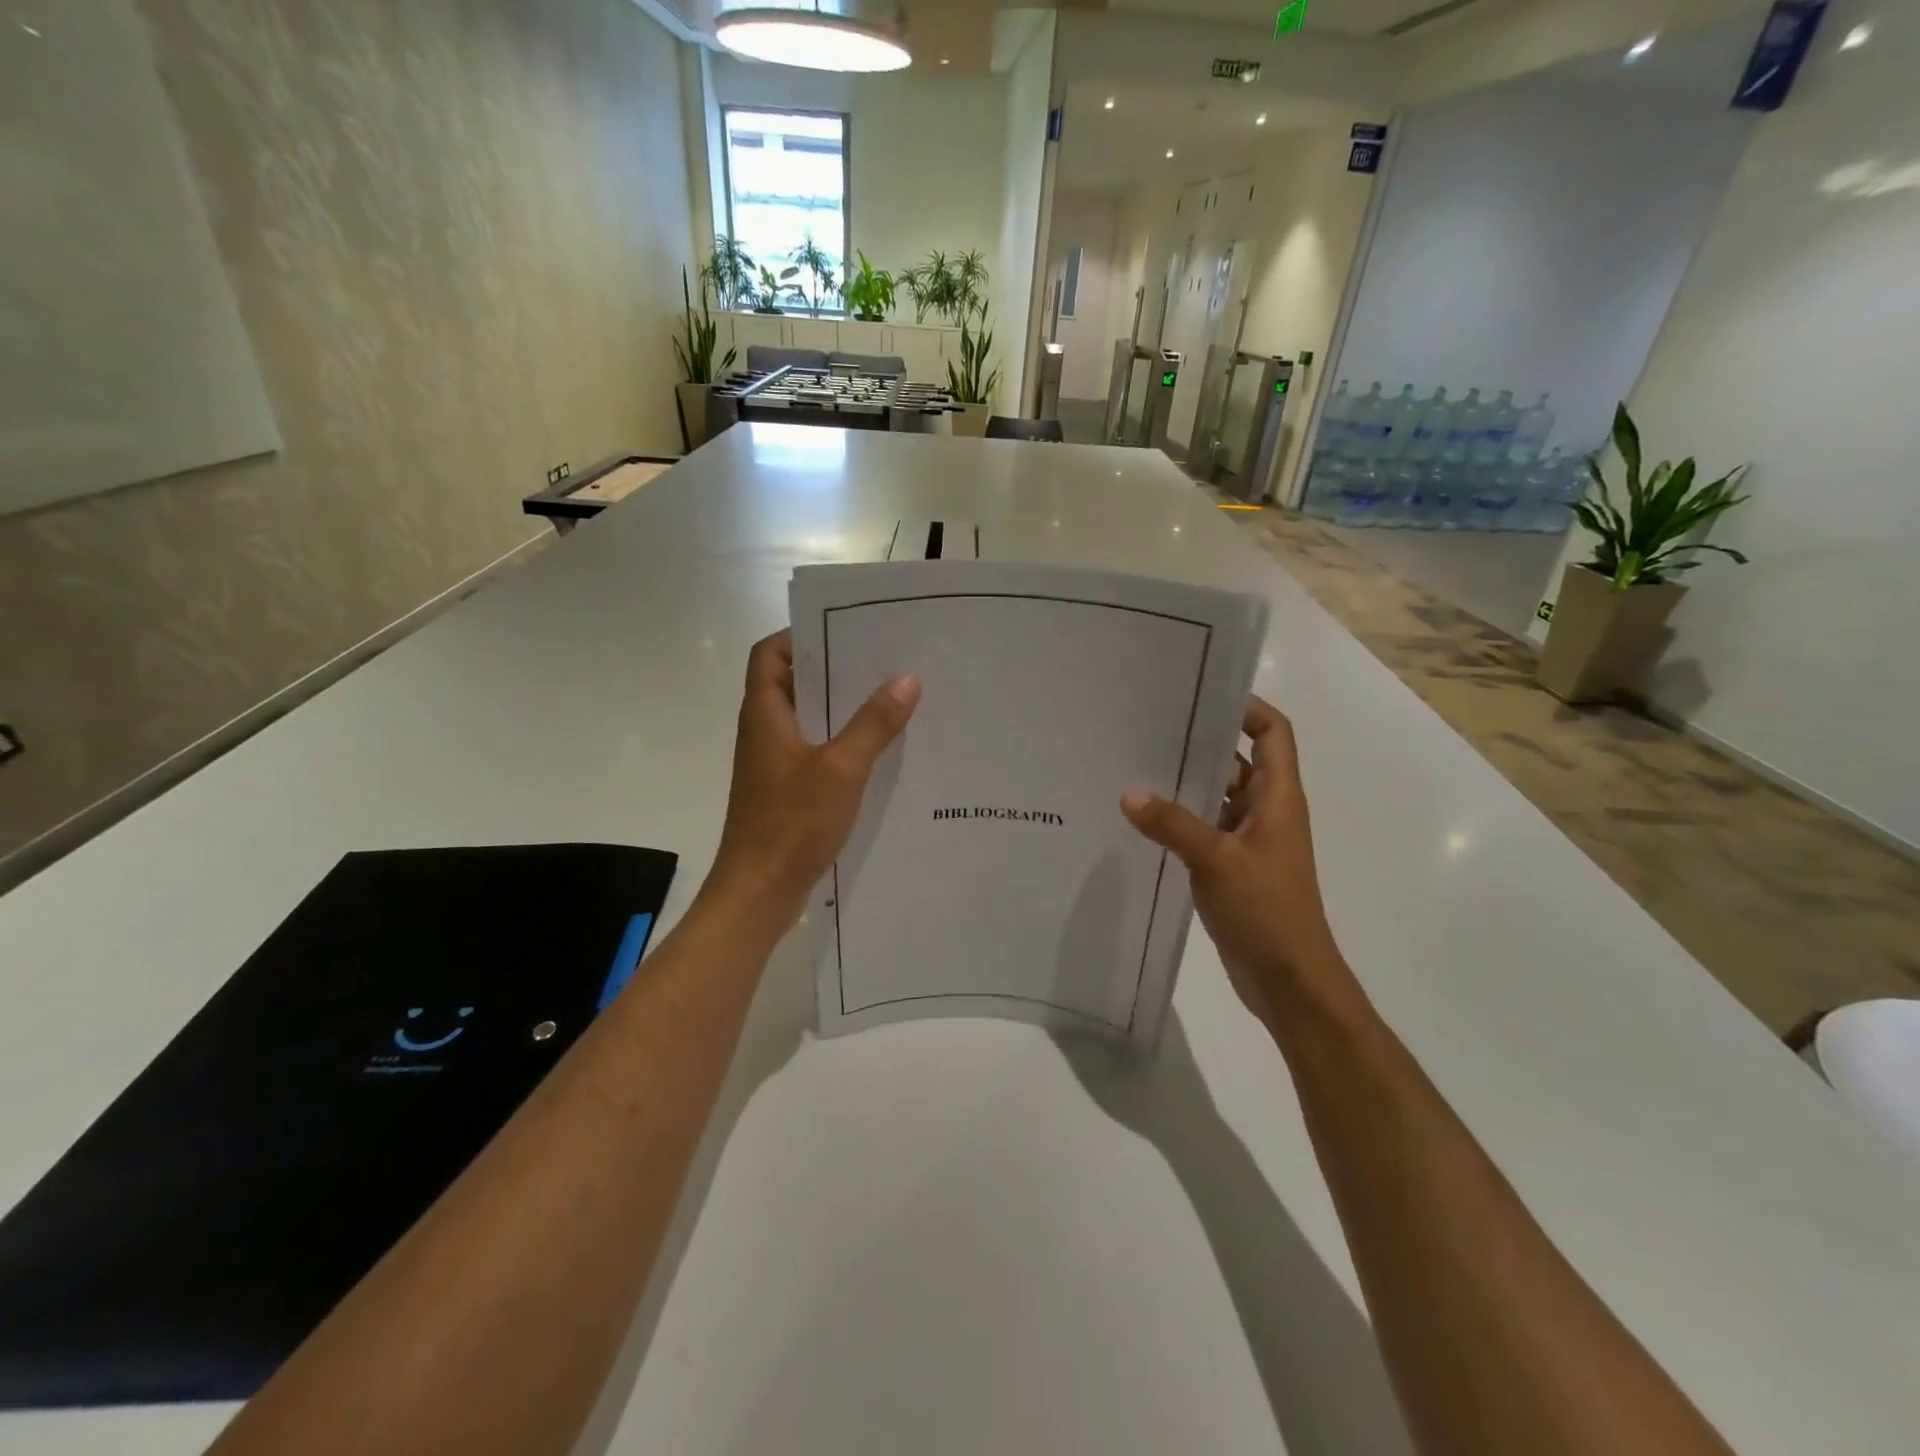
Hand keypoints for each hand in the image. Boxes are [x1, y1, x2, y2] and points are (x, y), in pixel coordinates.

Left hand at [704, 630, 920, 933]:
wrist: (759, 891)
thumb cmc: (792, 822)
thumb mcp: (841, 768)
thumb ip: (874, 723)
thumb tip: (906, 679)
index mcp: (765, 713)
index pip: (769, 653)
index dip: (799, 636)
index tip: (844, 633)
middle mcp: (764, 730)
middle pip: (793, 683)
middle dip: (834, 670)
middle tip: (883, 662)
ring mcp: (773, 762)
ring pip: (807, 719)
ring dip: (841, 709)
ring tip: (890, 699)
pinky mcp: (784, 789)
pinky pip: (814, 750)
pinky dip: (840, 743)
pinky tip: (878, 751)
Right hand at [1121, 696, 1347, 1026]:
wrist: (1290, 981)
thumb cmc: (1267, 911)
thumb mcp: (1217, 861)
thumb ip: (1172, 824)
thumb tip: (1128, 793)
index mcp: (1278, 797)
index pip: (1273, 732)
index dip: (1246, 707)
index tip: (1200, 695)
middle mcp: (1267, 810)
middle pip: (1238, 759)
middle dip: (1201, 741)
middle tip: (1150, 725)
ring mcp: (1249, 839)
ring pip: (1217, 794)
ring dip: (1186, 781)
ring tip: (1136, 763)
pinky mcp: (1232, 865)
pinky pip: (1205, 827)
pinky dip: (1180, 817)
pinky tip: (1142, 816)